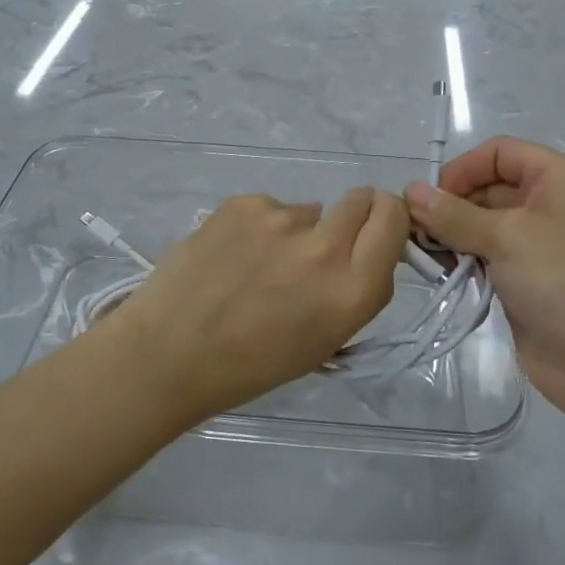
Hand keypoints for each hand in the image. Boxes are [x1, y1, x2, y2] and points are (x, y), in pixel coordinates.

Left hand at [109, 188, 408, 419]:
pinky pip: (269, 208)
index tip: (375, 229)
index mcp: (353, 290)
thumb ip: (355, 290)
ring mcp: (281, 219)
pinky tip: (232, 256)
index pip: (394, 221)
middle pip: (361, 200)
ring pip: (308, 210)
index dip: (389, 218)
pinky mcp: (244, 203)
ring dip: (298, 230)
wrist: (169, 352)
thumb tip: (361, 251)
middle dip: (353, 215)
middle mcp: (325, 247)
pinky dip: (260, 228)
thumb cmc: (251, 365)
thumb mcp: (325, 340)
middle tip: (321, 243)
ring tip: (259, 265)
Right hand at [406, 138, 564, 423]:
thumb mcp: (506, 237)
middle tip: (415, 233)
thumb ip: (453, 214)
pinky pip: (486, 259)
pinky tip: (439, 275)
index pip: (499, 153)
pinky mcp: (526, 282)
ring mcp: (538, 246)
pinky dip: (461, 263)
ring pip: (482, 227)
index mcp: (558, 178)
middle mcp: (549, 204)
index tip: (429, 201)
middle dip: (450, 207)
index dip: (462, 170)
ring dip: (451, 238)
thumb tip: (410, 191)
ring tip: (423, 256)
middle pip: (487, 189)